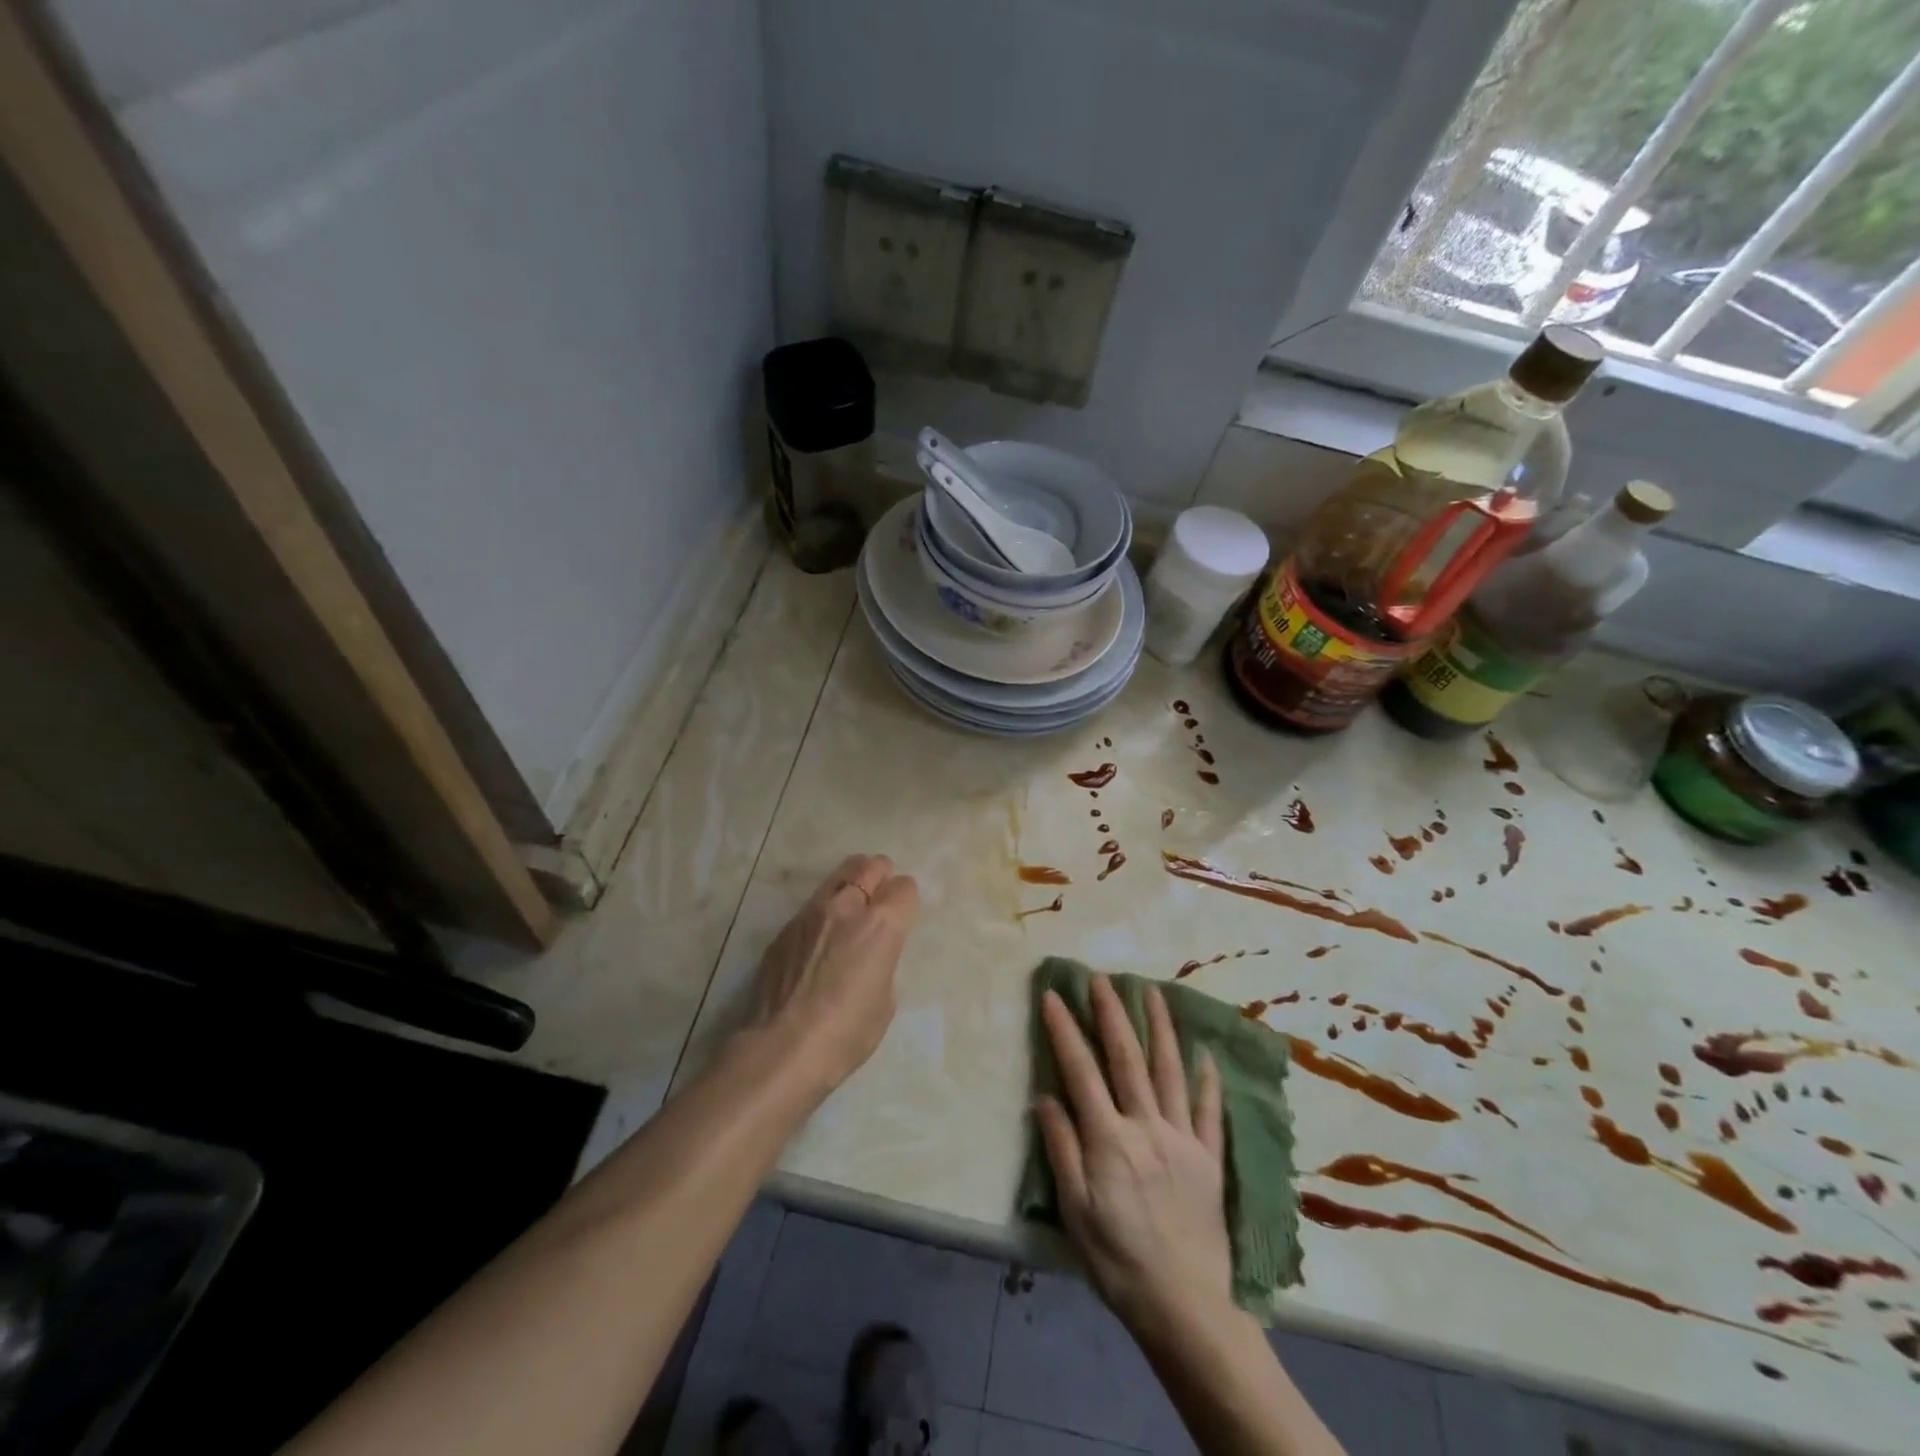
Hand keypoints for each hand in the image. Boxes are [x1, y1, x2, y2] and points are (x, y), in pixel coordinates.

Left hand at [748, 854, 918, 1096]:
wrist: (783, 1048)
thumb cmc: (848, 1032)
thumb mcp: (885, 1000)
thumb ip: (883, 962)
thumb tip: (869, 955)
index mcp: (882, 925)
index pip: (904, 887)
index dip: (906, 899)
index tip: (903, 912)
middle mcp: (847, 907)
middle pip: (869, 866)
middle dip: (879, 873)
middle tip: (879, 891)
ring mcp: (810, 914)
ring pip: (836, 878)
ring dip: (848, 885)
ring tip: (849, 907)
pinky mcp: (784, 930)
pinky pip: (810, 908)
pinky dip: (821, 914)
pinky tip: (817, 941)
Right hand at [1034, 977, 1231, 1339]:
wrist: (1186, 1307)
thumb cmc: (1118, 1261)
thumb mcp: (1075, 1211)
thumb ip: (1061, 1149)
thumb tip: (1045, 1096)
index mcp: (1109, 1139)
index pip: (1081, 1071)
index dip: (1065, 1030)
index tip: (1053, 996)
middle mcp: (1146, 1126)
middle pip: (1127, 1058)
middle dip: (1112, 1013)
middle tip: (1101, 978)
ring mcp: (1182, 1138)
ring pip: (1170, 1071)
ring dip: (1160, 1028)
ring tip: (1153, 992)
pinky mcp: (1209, 1158)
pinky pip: (1208, 1110)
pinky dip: (1207, 1079)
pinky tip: (1205, 1053)